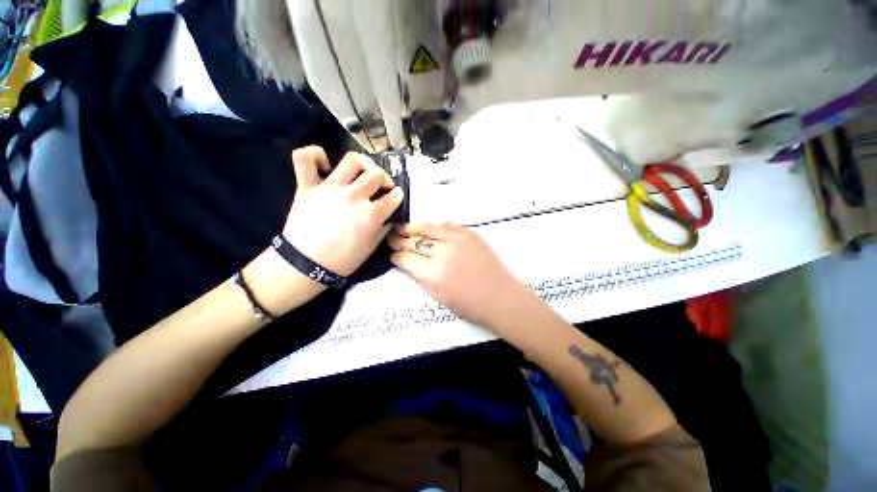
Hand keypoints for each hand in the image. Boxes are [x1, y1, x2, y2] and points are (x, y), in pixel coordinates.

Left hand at [283, 146, 403, 276]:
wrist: (305, 265)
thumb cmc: (342, 260)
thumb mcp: (371, 248)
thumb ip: (383, 228)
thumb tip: (388, 216)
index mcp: (370, 215)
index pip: (394, 196)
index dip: (398, 196)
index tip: (396, 197)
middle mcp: (353, 197)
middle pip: (377, 174)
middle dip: (384, 179)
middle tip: (380, 187)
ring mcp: (329, 189)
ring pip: (351, 160)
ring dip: (362, 164)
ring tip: (360, 172)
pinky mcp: (307, 186)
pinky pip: (304, 159)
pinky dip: (314, 154)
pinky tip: (324, 163)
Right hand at [388, 223, 532, 328]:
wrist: (500, 297)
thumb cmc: (469, 305)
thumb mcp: (437, 297)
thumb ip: (419, 277)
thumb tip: (406, 263)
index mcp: (432, 275)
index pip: (405, 258)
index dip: (395, 256)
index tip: (392, 254)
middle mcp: (442, 253)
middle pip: (413, 241)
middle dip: (399, 239)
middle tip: (391, 237)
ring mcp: (457, 240)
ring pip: (428, 228)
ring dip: (413, 228)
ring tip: (404, 228)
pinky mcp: (470, 234)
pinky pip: (447, 225)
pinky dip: (437, 228)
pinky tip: (432, 232)